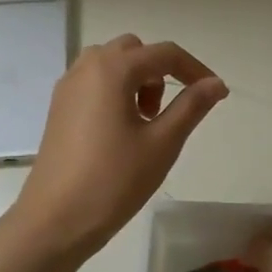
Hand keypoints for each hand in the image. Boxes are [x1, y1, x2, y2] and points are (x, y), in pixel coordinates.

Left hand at [13, 35, 227, 251]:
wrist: (55, 220)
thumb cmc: (114, 180)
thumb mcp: (162, 143)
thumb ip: (192, 106)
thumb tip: (216, 84)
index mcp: (112, 69)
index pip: (164, 53)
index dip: (195, 69)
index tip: (216, 94)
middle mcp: (86, 68)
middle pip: (135, 51)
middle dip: (160, 73)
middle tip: (169, 112)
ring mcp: (68, 87)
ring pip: (112, 65)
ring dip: (137, 81)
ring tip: (145, 123)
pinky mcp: (59, 108)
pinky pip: (94, 82)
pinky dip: (115, 92)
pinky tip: (120, 132)